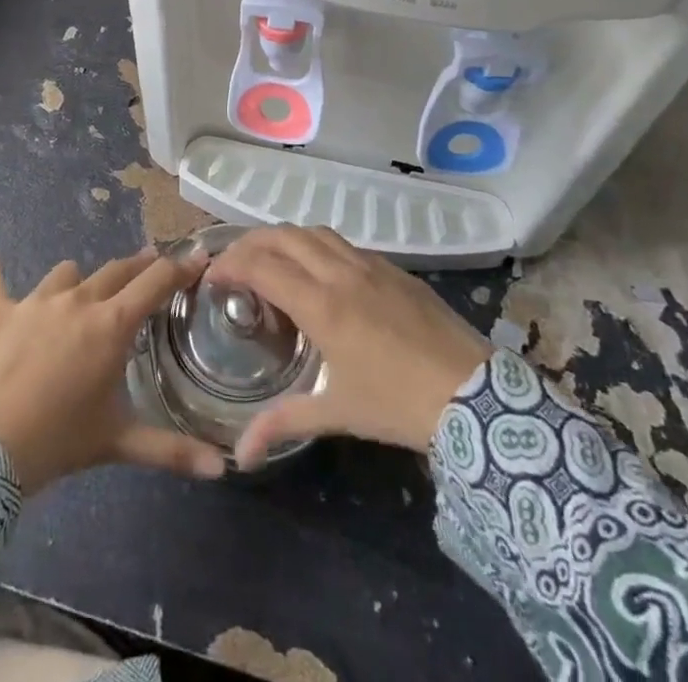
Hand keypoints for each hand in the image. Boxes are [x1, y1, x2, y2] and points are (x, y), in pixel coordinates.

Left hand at [0, 207, 228, 491]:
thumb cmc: (58, 442)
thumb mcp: (119, 442)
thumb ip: (173, 450)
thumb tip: (224, 468)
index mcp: (111, 325)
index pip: (155, 282)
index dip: (181, 267)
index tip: (199, 256)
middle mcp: (78, 301)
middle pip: (117, 270)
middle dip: (139, 267)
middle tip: (153, 268)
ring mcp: (35, 301)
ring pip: (68, 272)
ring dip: (82, 281)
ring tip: (86, 293)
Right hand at [205, 225, 493, 469]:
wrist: (475, 394)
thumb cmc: (399, 404)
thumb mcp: (337, 414)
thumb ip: (284, 424)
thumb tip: (239, 456)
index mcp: (321, 304)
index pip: (261, 266)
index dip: (229, 265)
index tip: (211, 278)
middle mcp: (340, 272)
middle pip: (282, 235)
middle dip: (249, 243)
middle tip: (233, 264)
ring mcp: (369, 264)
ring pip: (314, 231)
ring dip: (283, 239)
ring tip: (270, 261)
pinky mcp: (393, 267)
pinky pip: (343, 243)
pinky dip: (316, 246)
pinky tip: (318, 272)